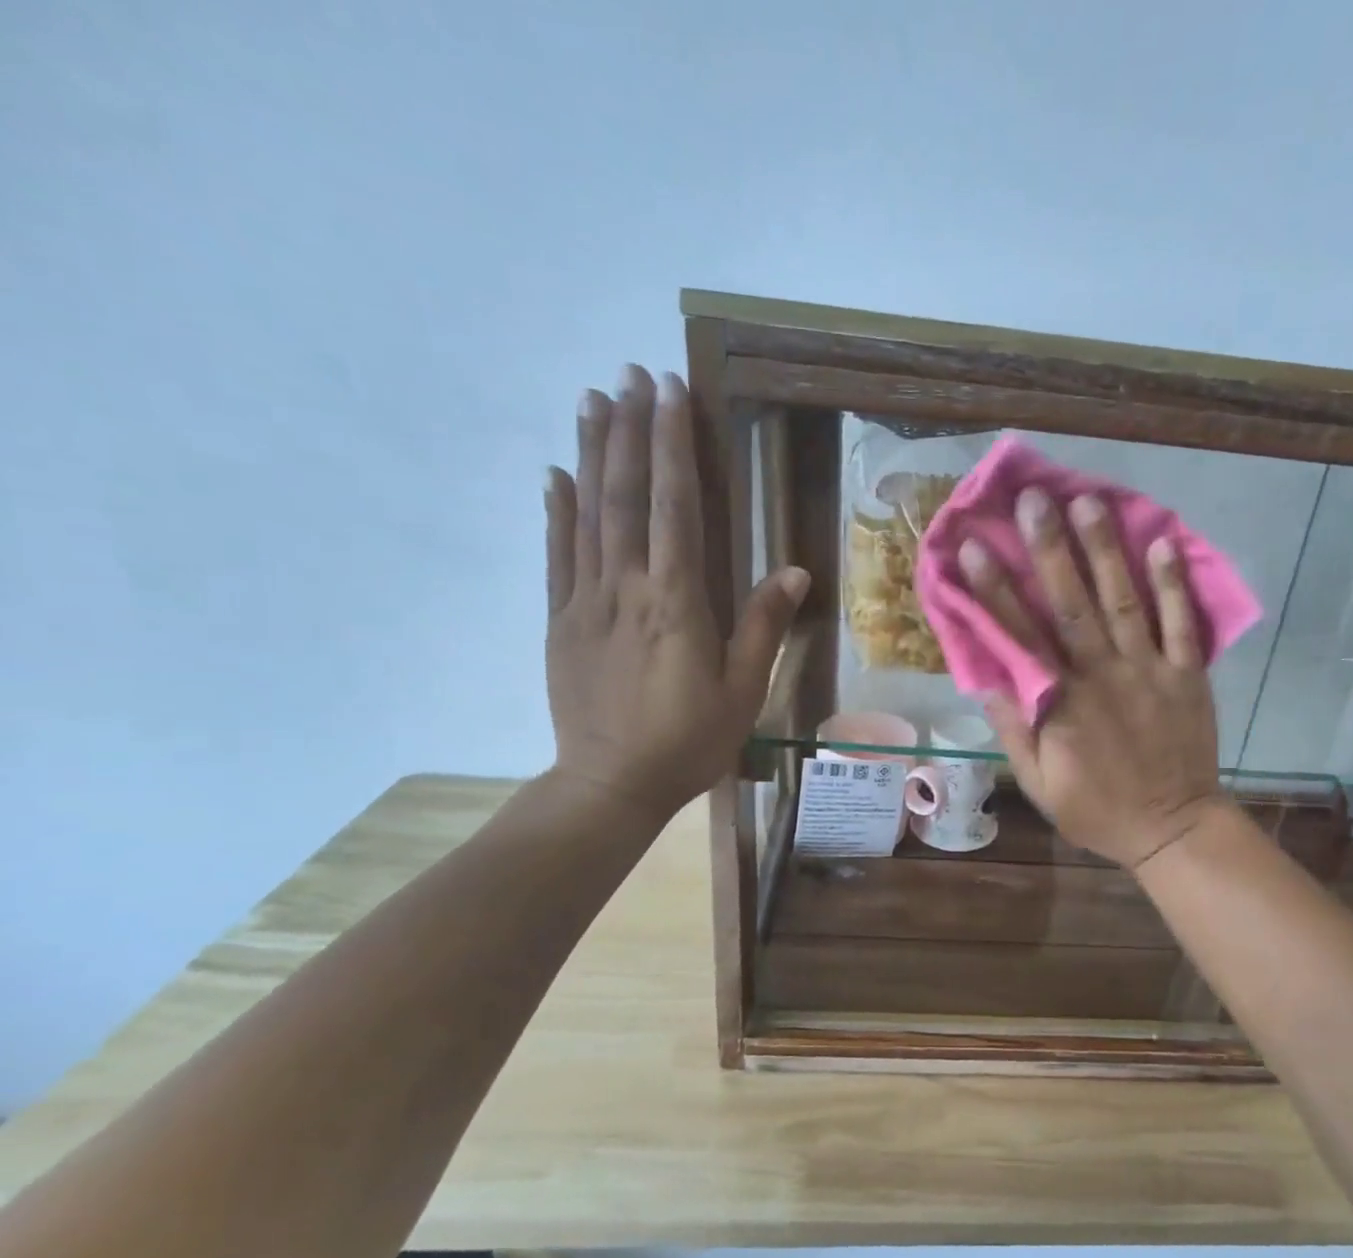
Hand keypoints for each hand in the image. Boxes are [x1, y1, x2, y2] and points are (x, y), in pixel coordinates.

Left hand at [544, 366, 807, 817]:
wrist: (610, 784)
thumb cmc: (688, 742)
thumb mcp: (743, 691)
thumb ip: (763, 626)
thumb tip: (794, 569)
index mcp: (677, 603)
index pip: (674, 507)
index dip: (672, 447)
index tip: (671, 393)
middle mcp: (627, 588)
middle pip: (625, 496)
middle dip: (630, 431)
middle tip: (631, 375)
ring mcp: (585, 601)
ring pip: (587, 514)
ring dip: (590, 453)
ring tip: (593, 399)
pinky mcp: (561, 621)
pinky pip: (557, 555)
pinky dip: (556, 511)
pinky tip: (555, 475)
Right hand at [962, 489, 1224, 869]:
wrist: (1172, 829)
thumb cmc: (1096, 808)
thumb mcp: (1038, 783)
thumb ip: (1013, 729)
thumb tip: (988, 678)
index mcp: (1060, 705)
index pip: (1020, 638)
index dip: (994, 591)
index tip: (972, 548)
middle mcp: (1102, 677)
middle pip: (1072, 605)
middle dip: (1050, 549)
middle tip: (1034, 499)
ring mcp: (1148, 672)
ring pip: (1123, 603)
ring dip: (1105, 551)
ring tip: (1089, 502)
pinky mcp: (1187, 675)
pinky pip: (1182, 625)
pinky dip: (1174, 585)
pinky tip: (1164, 543)